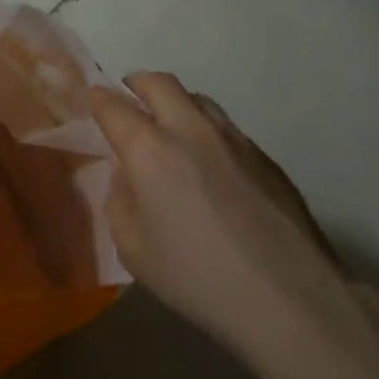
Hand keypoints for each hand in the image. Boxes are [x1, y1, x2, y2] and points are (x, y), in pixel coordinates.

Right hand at [90, 73, 378, 368]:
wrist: (286, 295)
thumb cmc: (195, 276)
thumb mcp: (133, 248)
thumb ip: (121, 199)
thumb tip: (129, 175)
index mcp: (150, 150)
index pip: (114, 106)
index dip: (98, 99)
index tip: (93, 100)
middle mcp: (191, 130)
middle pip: (159, 83)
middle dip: (137, 84)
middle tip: (129, 99)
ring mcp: (233, 138)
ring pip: (197, 98)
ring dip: (175, 103)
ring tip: (169, 129)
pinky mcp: (263, 155)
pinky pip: (225, 127)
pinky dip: (205, 130)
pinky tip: (209, 164)